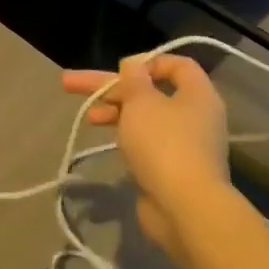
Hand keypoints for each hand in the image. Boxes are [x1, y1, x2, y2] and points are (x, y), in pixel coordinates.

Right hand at [61, 55, 230, 260]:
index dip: (145, 61)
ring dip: (115, 112)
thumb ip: (134, 80)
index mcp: (197, 94)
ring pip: (145, 118)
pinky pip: (147, 143)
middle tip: (71, 84)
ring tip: (87, 117)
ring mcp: (185, 144)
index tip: (118, 70)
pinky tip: (107, 139)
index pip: (176, 64)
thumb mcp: (142, 102)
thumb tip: (133, 64)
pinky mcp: (173, 169)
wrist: (184, 207)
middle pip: (149, 91)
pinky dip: (126, 136)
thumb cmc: (163, 144)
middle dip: (110, 88)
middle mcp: (195, 116)